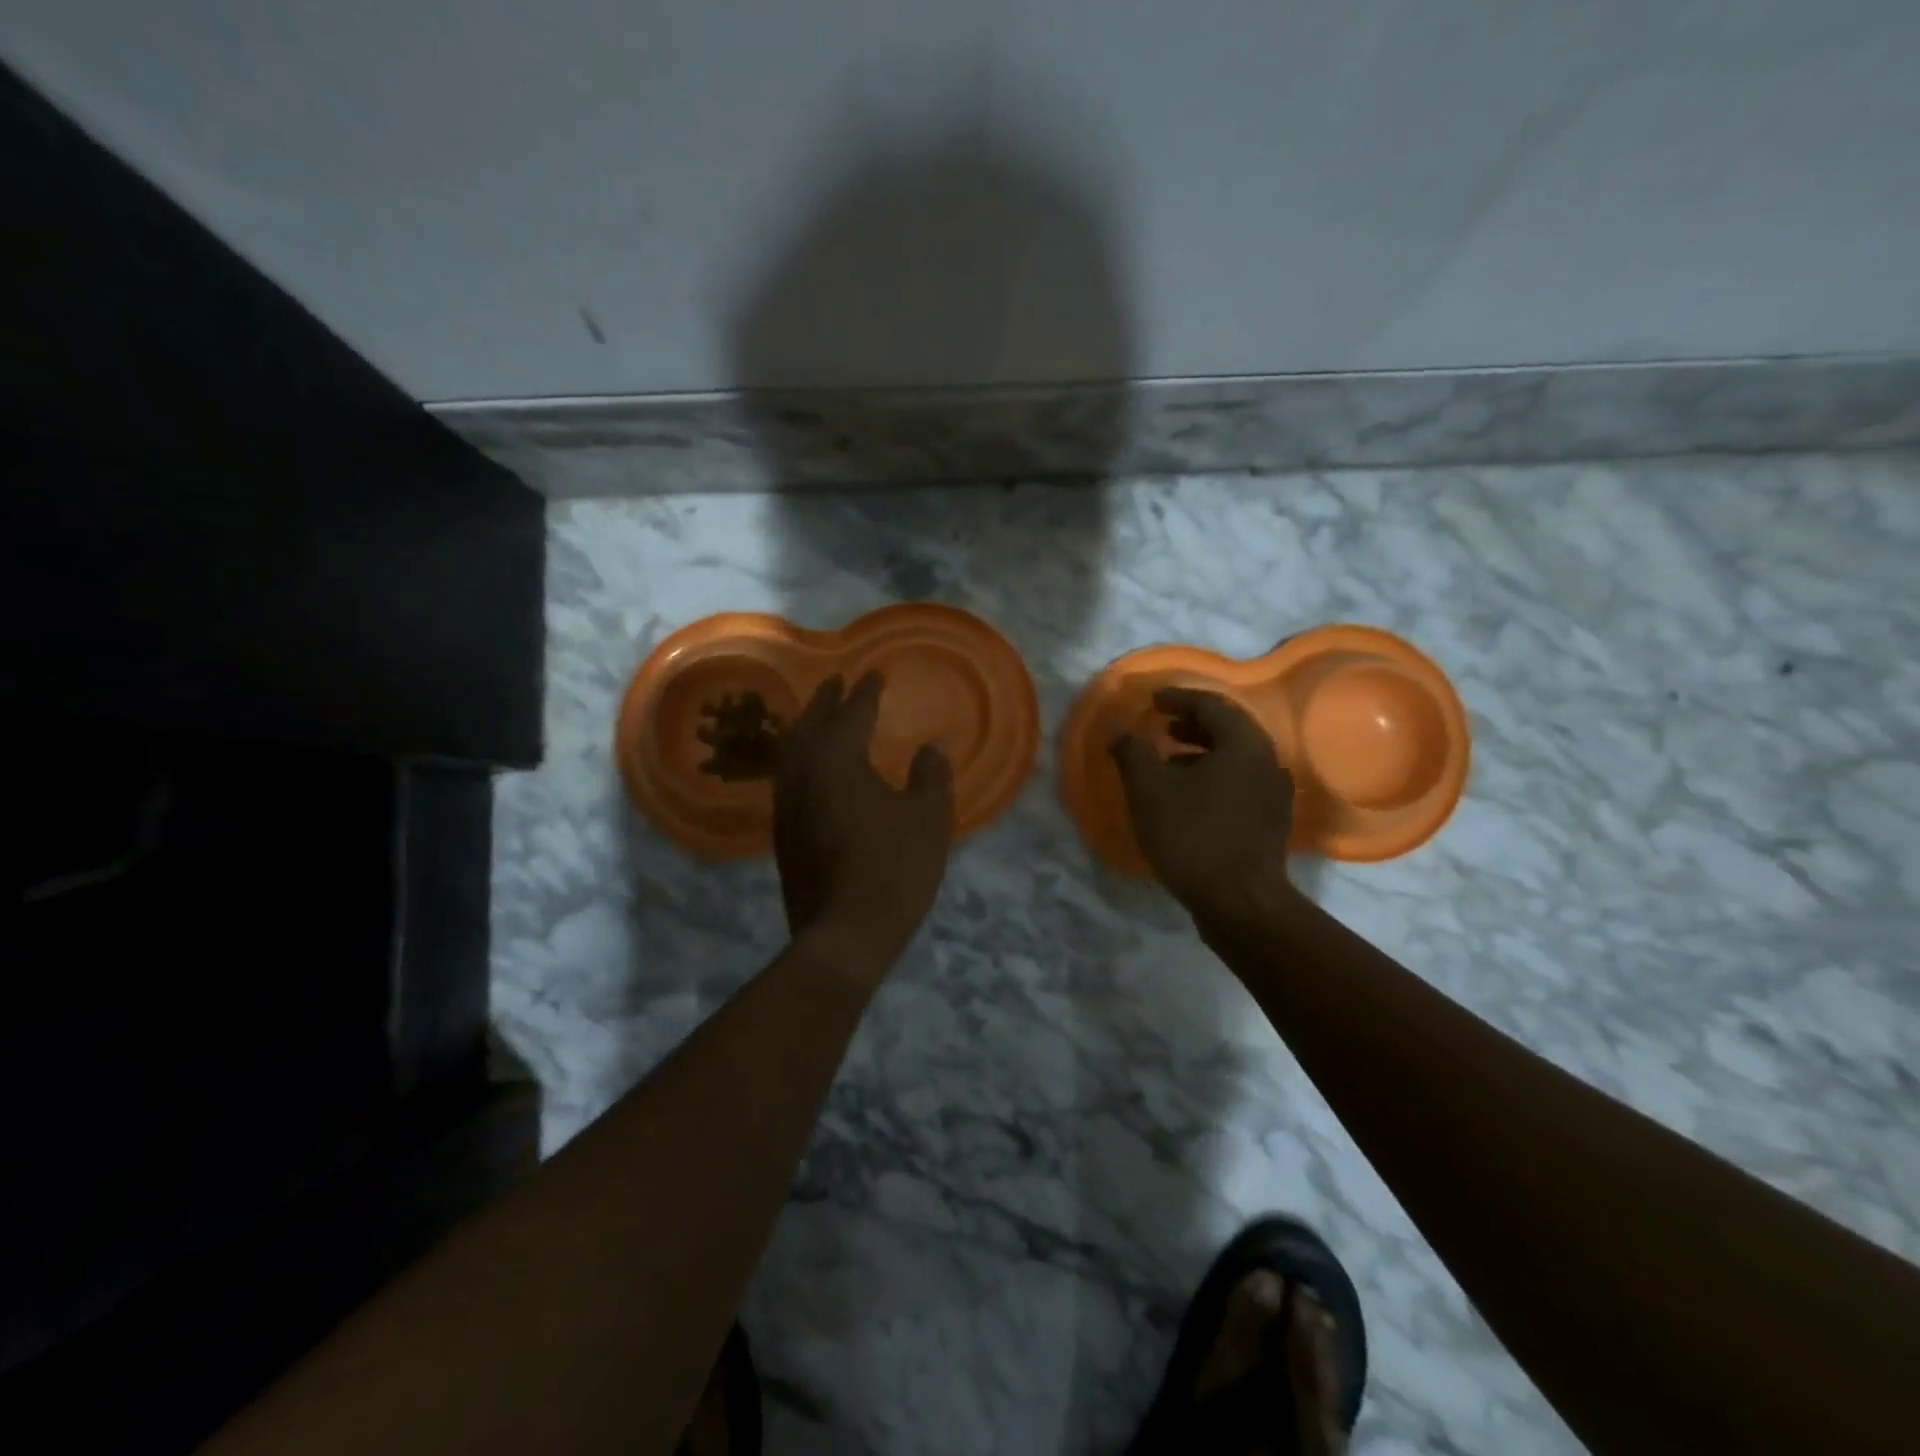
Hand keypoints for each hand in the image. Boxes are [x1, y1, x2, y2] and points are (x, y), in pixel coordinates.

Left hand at [773, 672, 953, 972]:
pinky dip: (800, 759)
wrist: (844, 934)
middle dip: (826, 701)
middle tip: (837, 682)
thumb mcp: (927, 817)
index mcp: (837, 760)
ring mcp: (787, 804)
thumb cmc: (893, 868)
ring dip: (807, 727)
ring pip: (792, 751)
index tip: (875, 674)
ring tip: (821, 717)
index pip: (852, 713)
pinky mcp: (783, 833)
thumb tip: (933, 744)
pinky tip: (812, 770)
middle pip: (811, 724)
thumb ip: (931, 774)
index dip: (866, 692)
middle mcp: (803, 773)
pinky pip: (789, 778)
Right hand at [1110, 687, 1295, 923]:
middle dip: (1193, 724)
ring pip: (1236, 758)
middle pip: (1229, 729)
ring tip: (1169, 760)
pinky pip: (1241, 783)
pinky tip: (1190, 796)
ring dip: (1202, 751)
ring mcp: (1274, 793)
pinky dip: (1214, 777)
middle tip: (1163, 725)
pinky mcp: (1271, 821)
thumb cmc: (1191, 835)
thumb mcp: (1149, 790)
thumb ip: (1132, 752)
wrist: (1239, 901)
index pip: (1211, 705)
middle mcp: (1267, 761)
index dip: (1178, 698)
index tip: (1153, 701)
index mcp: (1243, 744)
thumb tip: (1120, 731)